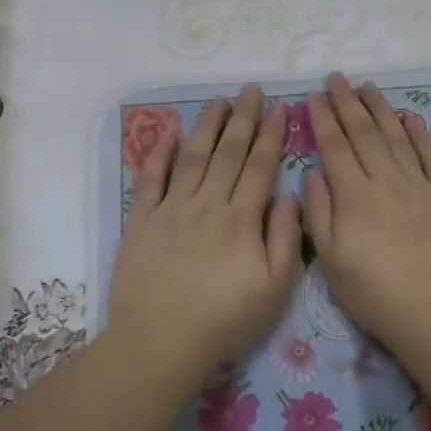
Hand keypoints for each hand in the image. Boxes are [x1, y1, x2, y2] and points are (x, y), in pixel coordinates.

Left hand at [108, 86, 302, 375]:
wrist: (160, 340)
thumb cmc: (225, 319)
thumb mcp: (275, 288)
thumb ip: (285, 238)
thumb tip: (288, 195)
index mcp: (241, 219)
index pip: (260, 166)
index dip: (271, 135)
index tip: (279, 107)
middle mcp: (207, 203)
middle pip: (228, 152)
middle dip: (243, 118)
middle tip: (251, 90)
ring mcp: (171, 209)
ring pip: (193, 157)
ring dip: (207, 126)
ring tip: (219, 101)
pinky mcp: (141, 220)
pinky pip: (150, 178)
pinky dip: (159, 153)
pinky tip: (169, 133)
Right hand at [303, 73, 430, 353]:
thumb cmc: (374, 293)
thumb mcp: (331, 260)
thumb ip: (319, 213)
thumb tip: (313, 173)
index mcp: (354, 196)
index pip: (334, 147)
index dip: (323, 119)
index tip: (314, 96)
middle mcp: (386, 181)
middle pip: (364, 133)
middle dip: (348, 103)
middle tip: (337, 78)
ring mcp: (419, 186)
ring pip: (397, 138)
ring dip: (381, 109)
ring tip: (368, 87)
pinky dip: (421, 136)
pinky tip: (412, 119)